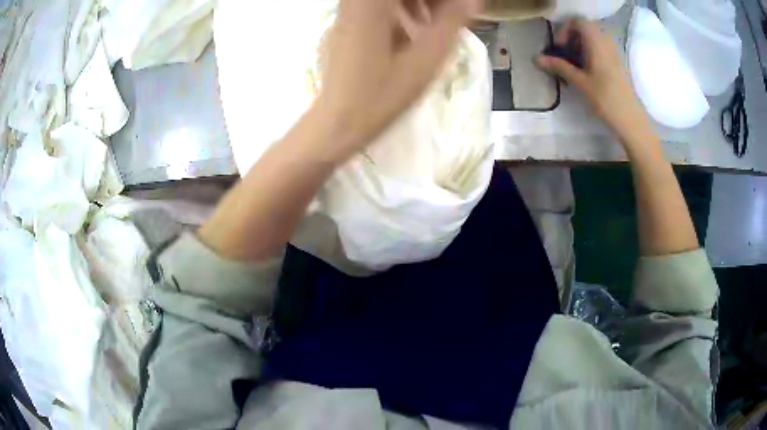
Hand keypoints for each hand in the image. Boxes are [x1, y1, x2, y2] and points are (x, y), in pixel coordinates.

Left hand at [315, 0, 481, 158]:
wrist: (337, 122)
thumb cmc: (381, 94)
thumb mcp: (425, 58)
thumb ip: (451, 22)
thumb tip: (472, 1)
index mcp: (373, 3)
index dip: (440, 2)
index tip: (458, 10)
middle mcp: (356, 1)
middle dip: (429, 1)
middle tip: (449, 15)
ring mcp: (348, 11)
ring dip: (417, 4)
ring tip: (433, 24)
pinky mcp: (345, 23)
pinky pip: (377, 6)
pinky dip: (400, 10)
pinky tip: (412, 31)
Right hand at [537, 19, 649, 141]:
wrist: (630, 120)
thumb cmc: (605, 99)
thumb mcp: (580, 82)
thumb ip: (559, 66)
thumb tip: (536, 58)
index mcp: (597, 42)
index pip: (577, 22)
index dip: (565, 30)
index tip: (559, 48)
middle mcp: (606, 43)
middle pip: (584, 29)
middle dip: (570, 39)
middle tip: (563, 56)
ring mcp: (613, 53)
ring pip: (592, 40)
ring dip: (578, 48)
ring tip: (572, 66)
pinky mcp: (616, 64)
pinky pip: (599, 50)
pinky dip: (588, 55)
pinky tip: (584, 72)